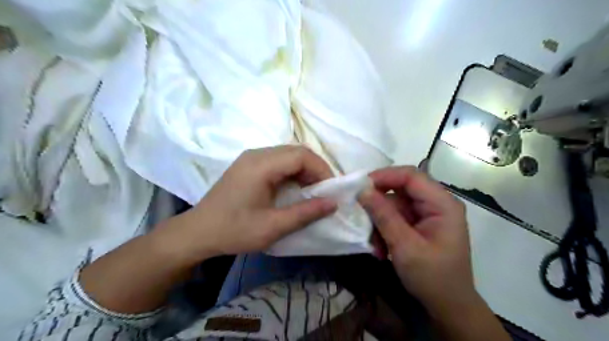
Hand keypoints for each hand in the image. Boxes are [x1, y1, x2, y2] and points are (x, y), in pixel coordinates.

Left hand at [155, 144, 337, 263]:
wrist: (198, 232)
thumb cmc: (234, 230)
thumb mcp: (273, 227)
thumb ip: (305, 213)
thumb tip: (333, 203)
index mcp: (261, 165)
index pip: (301, 155)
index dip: (322, 169)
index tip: (332, 189)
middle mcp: (256, 154)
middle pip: (295, 151)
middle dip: (315, 168)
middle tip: (325, 190)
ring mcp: (251, 158)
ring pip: (287, 155)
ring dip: (304, 170)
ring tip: (313, 191)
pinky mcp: (248, 165)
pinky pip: (278, 161)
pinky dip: (292, 172)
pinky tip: (294, 188)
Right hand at [361, 166, 474, 313]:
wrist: (449, 307)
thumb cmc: (432, 277)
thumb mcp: (404, 246)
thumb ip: (383, 216)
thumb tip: (362, 190)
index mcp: (442, 204)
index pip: (411, 176)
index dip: (384, 176)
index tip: (360, 186)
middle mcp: (436, 203)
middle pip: (401, 189)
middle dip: (379, 204)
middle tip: (360, 215)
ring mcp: (428, 214)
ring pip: (395, 204)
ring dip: (380, 221)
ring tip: (373, 243)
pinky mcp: (420, 224)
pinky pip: (396, 217)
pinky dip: (384, 229)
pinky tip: (380, 247)